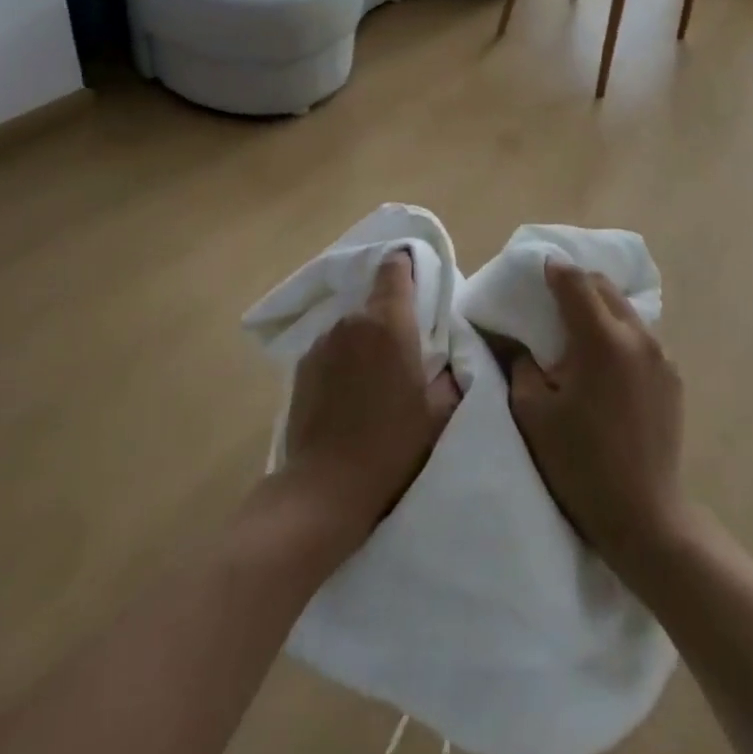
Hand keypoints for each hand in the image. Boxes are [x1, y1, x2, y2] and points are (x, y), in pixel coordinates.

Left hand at [281, 250, 459, 555]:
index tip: (419, 280)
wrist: (325, 487)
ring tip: (374, 379)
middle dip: (391, 317)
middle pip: (375, 301)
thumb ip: (450, 374)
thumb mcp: (438, 413)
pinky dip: (343, 360)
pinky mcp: (303, 365)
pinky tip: (348, 395)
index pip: (395, 268)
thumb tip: (448, 358)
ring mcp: (323, 341)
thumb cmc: (391, 445)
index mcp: (389, 323)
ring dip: (365, 340)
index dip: (407, 266)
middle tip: (406, 351)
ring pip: (353, 326)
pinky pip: (332, 348)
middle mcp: (353, 321)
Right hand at [510, 261, 689, 573]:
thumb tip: (521, 339)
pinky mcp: (673, 376)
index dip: (552, 270)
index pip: (574, 281)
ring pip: (625, 309)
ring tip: (577, 328)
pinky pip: (640, 336)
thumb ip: (522, 363)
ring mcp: (661, 355)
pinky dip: (618, 332)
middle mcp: (637, 336)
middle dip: (576, 283)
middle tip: (551, 298)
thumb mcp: (533, 412)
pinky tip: (604, 360)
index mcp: (601, 339)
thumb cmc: (580, 464)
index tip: (536, 269)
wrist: (645, 517)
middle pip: (603, 287)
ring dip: (599, 307)